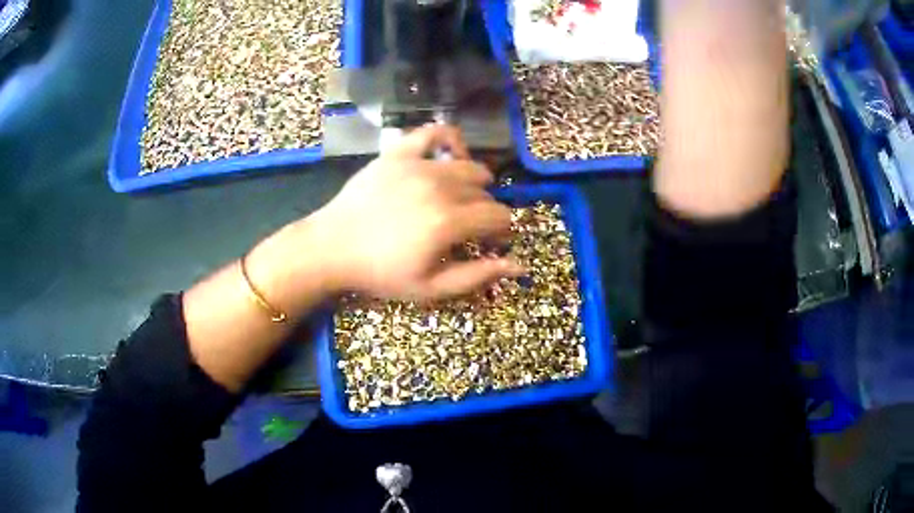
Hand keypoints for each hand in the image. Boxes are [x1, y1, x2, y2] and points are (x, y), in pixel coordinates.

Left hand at [307, 124, 523, 299]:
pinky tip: (450, 155)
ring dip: (474, 182)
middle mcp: (440, 186)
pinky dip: (450, 140)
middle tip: (470, 225)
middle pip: (485, 193)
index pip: (499, 216)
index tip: (493, 240)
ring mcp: (418, 164)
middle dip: (486, 211)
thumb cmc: (381, 273)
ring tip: (461, 197)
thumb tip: (520, 265)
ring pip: (469, 165)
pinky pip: (435, 132)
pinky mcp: (399, 152)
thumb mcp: (431, 287)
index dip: (503, 230)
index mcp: (449, 221)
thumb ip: (477, 275)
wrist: (332, 247)